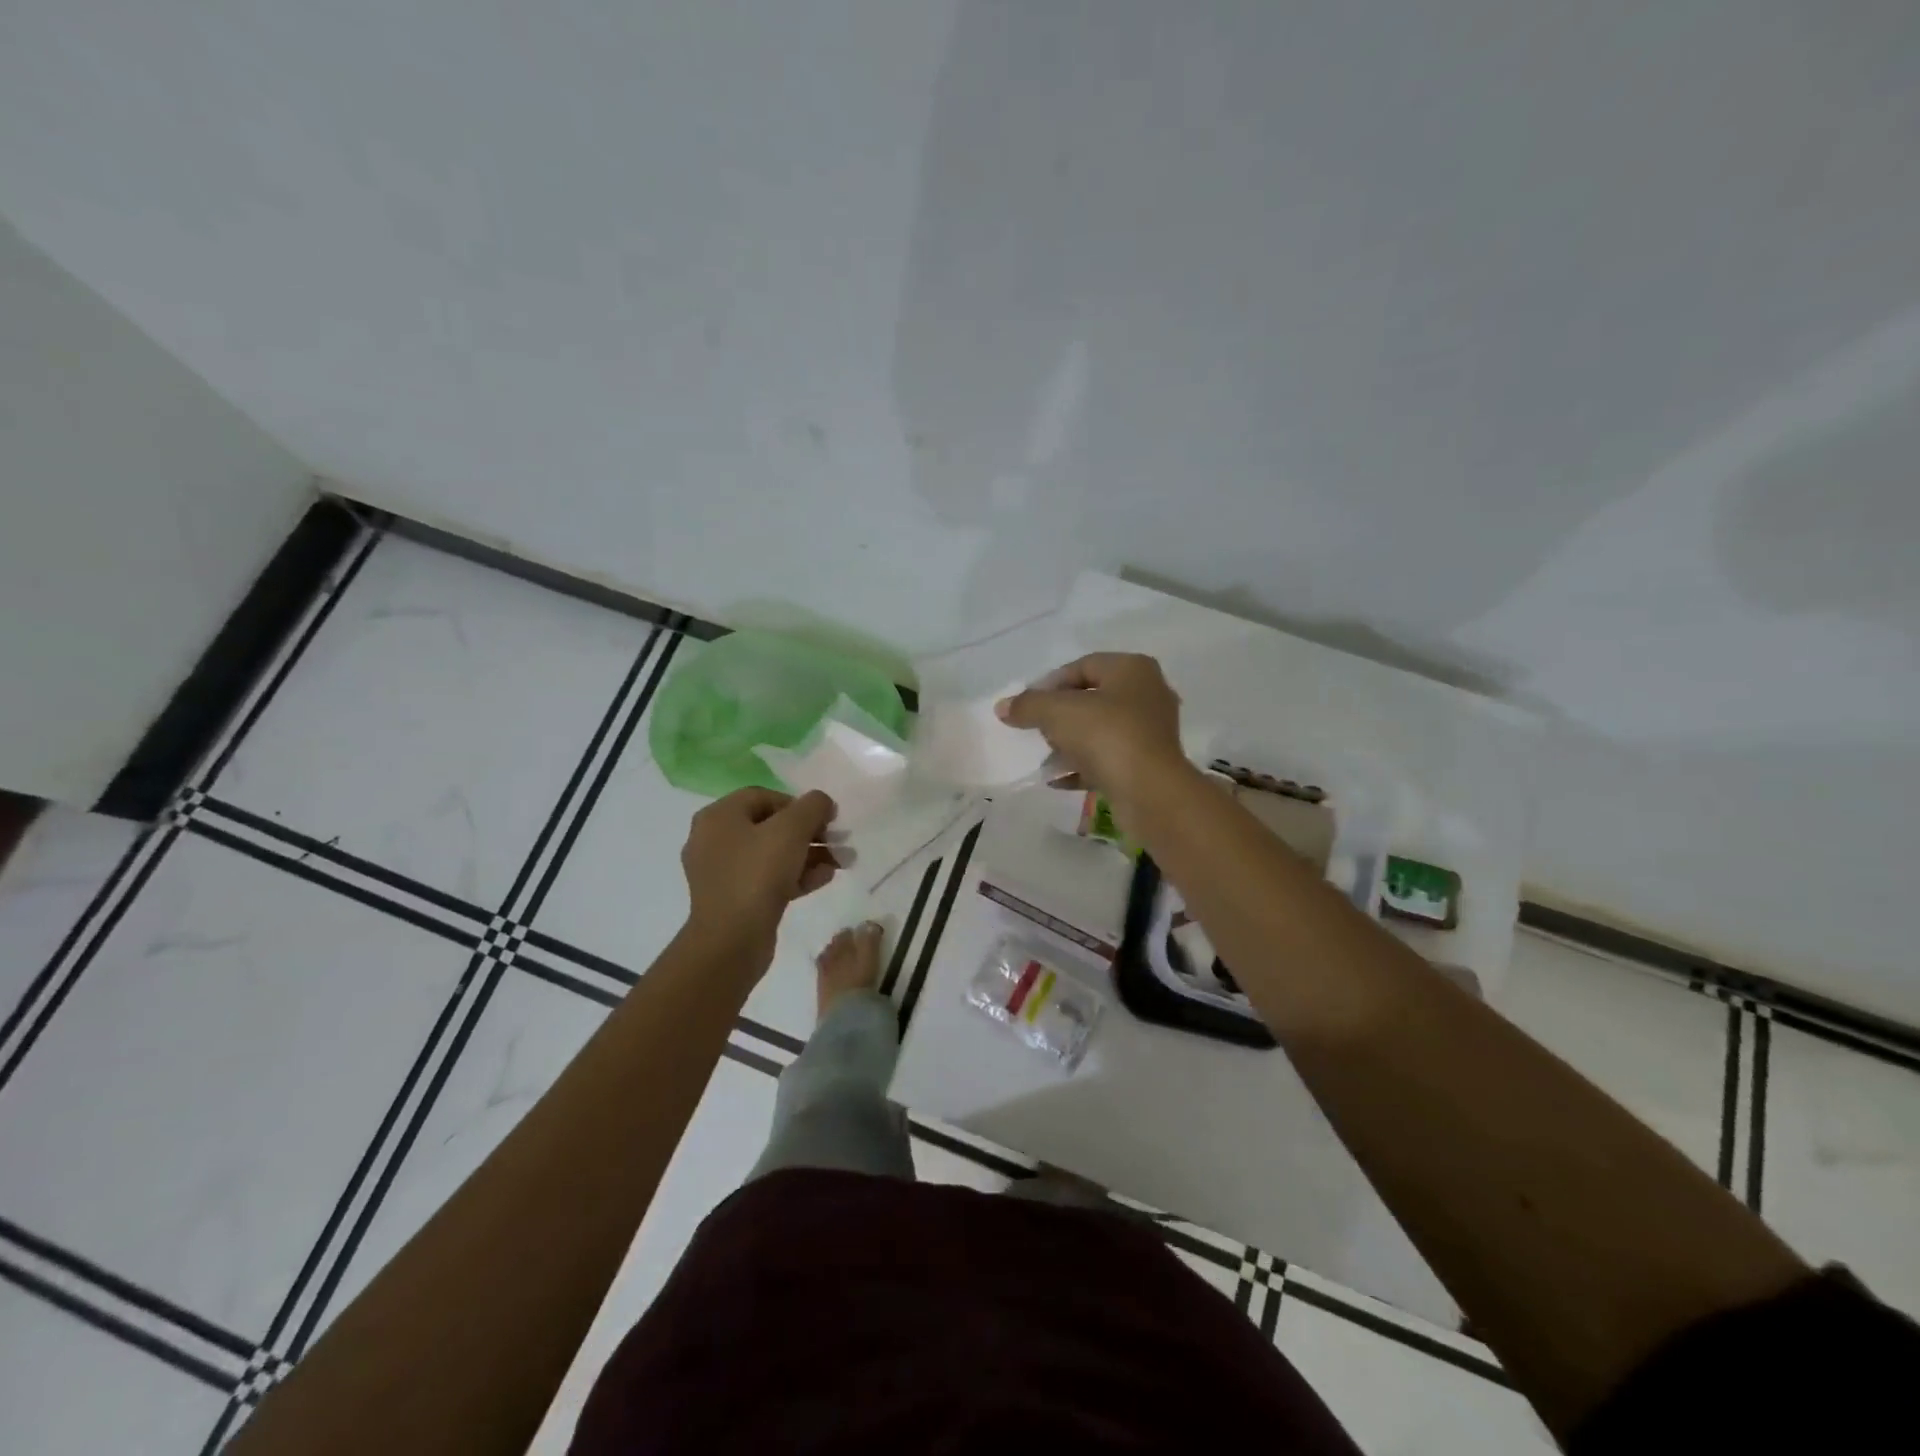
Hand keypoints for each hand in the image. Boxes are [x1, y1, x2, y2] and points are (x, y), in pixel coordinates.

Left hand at [680, 788, 837, 956]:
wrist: (731, 941)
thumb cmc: (757, 875)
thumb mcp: (792, 830)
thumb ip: (812, 807)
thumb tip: (822, 801)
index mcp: (718, 816)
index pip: (764, 797)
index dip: (799, 804)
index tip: (826, 819)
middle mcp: (713, 840)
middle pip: (769, 826)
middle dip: (809, 833)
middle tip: (836, 842)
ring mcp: (720, 872)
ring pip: (771, 854)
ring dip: (807, 855)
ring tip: (838, 863)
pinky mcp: (732, 899)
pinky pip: (766, 878)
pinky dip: (794, 875)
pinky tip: (823, 879)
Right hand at [996, 653, 1184, 802]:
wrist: (1149, 792)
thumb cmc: (1106, 736)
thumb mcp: (1057, 712)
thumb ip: (1028, 705)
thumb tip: (1003, 707)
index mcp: (1132, 669)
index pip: (1082, 666)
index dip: (1050, 684)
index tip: (1027, 705)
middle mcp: (1147, 694)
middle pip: (1092, 698)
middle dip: (1060, 715)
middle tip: (1035, 729)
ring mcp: (1150, 732)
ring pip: (1100, 731)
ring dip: (1069, 743)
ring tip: (1044, 757)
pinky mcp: (1147, 764)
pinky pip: (1108, 759)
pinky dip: (1082, 767)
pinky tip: (1057, 780)